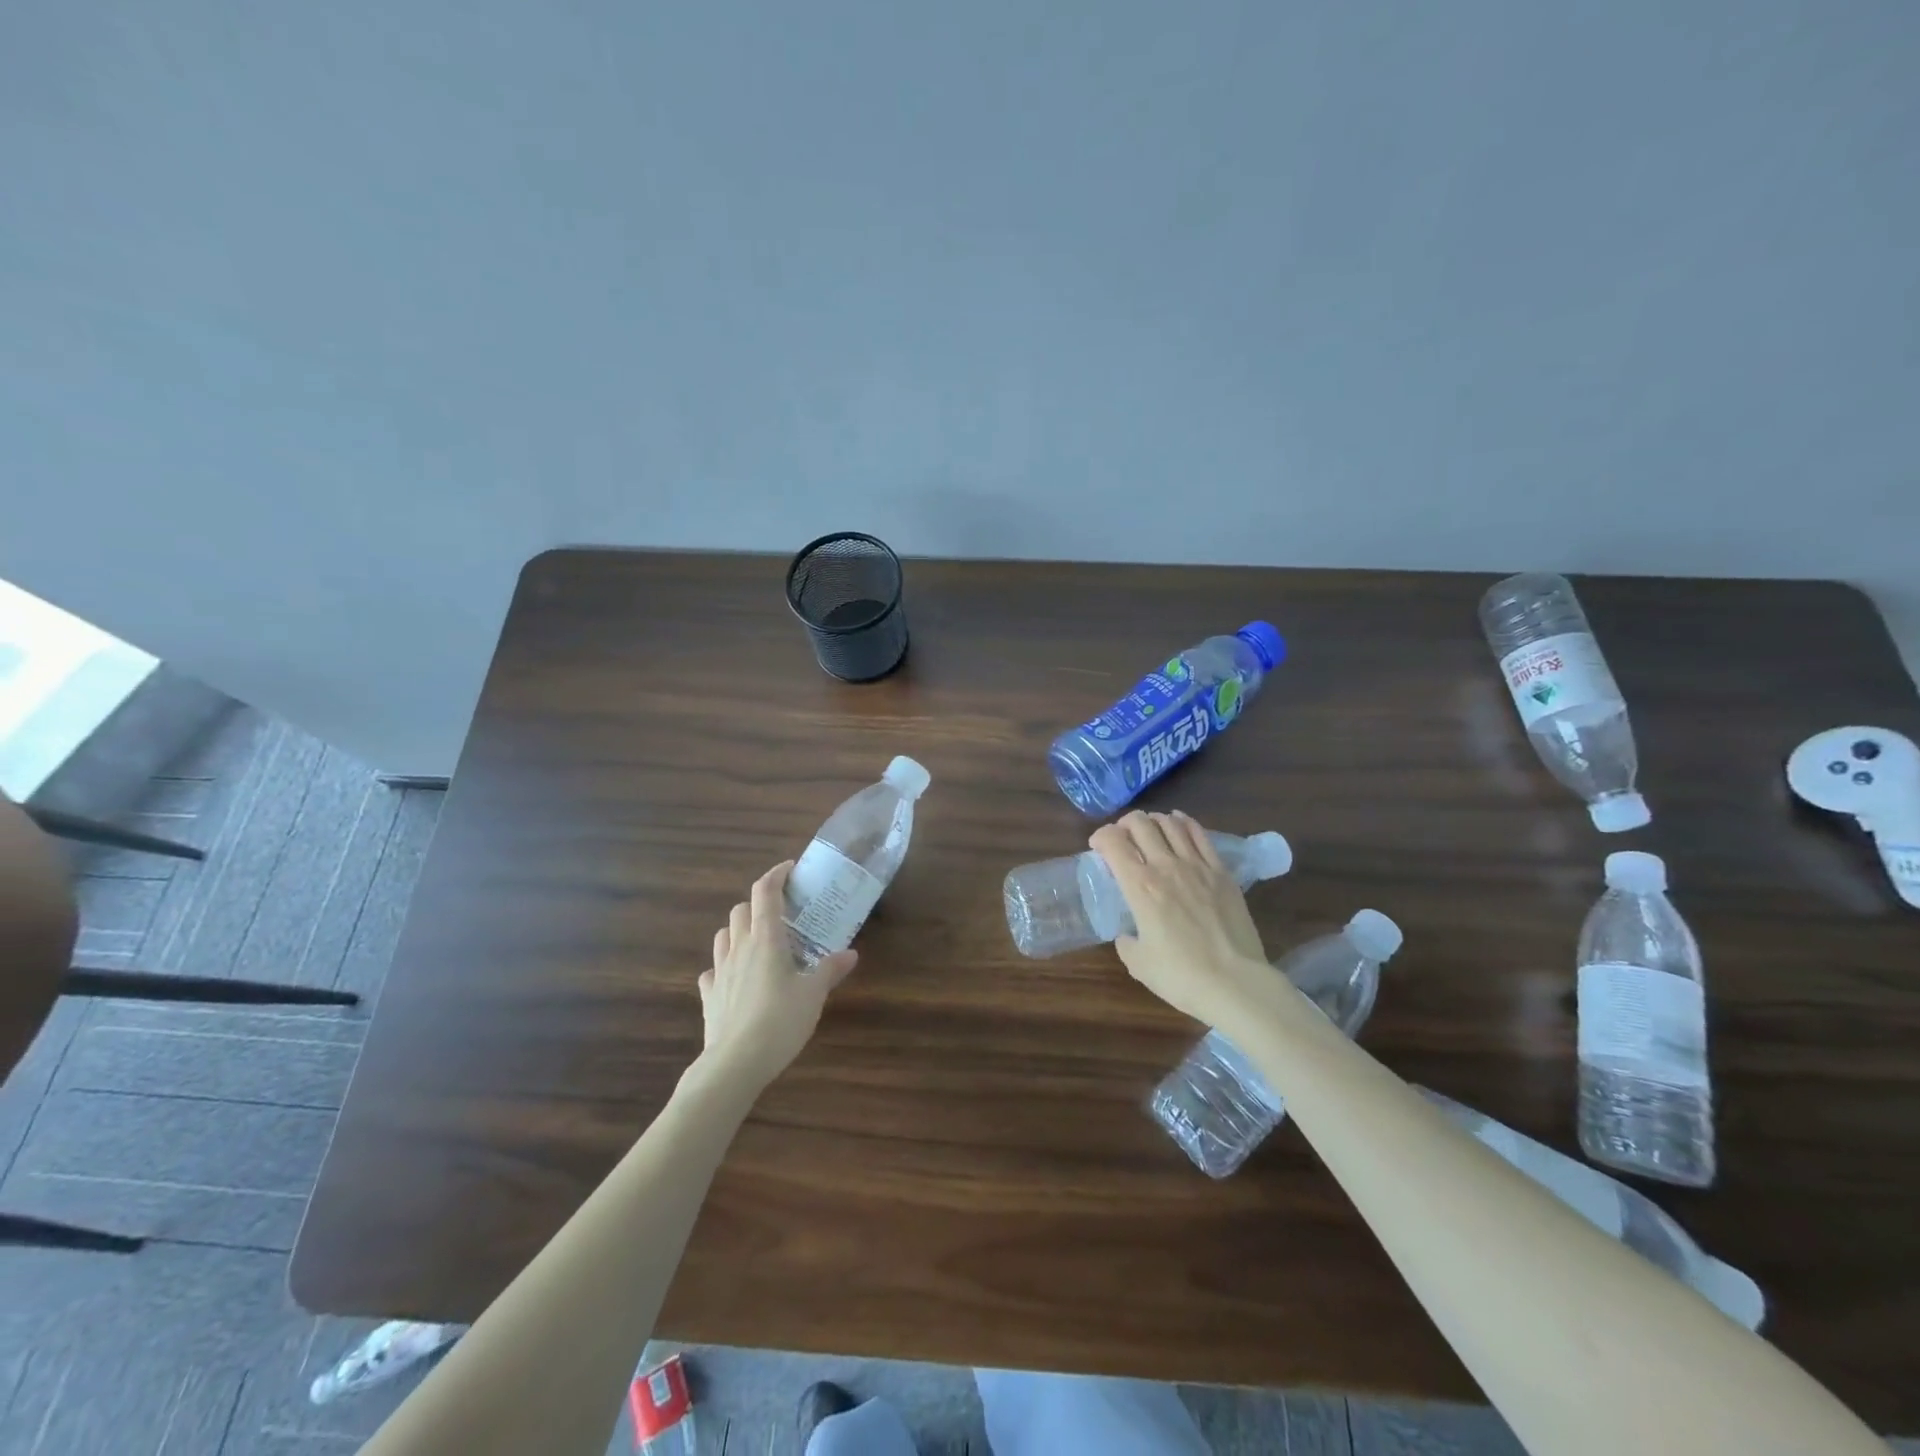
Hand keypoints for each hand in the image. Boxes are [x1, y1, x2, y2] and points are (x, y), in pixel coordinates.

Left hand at [697, 862, 856, 1092]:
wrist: (735, 1063)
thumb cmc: (780, 1021)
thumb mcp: (813, 995)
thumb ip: (830, 970)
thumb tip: (850, 953)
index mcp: (766, 939)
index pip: (765, 892)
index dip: (776, 875)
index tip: (790, 870)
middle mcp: (739, 947)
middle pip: (741, 909)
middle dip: (758, 904)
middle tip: (781, 914)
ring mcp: (719, 971)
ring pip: (723, 935)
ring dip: (739, 930)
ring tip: (758, 942)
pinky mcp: (709, 995)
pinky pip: (712, 971)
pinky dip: (724, 966)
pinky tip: (735, 978)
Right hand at [1089, 810, 1269, 1028]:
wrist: (1235, 983)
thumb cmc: (1181, 976)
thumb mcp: (1138, 963)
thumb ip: (1126, 941)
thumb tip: (1128, 933)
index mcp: (1140, 887)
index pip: (1113, 842)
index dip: (1100, 837)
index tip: (1098, 847)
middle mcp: (1166, 867)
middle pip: (1140, 824)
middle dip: (1124, 824)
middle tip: (1122, 838)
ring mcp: (1197, 866)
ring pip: (1170, 824)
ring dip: (1153, 821)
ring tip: (1149, 829)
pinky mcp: (1222, 872)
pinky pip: (1200, 835)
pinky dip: (1184, 823)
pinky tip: (1179, 824)